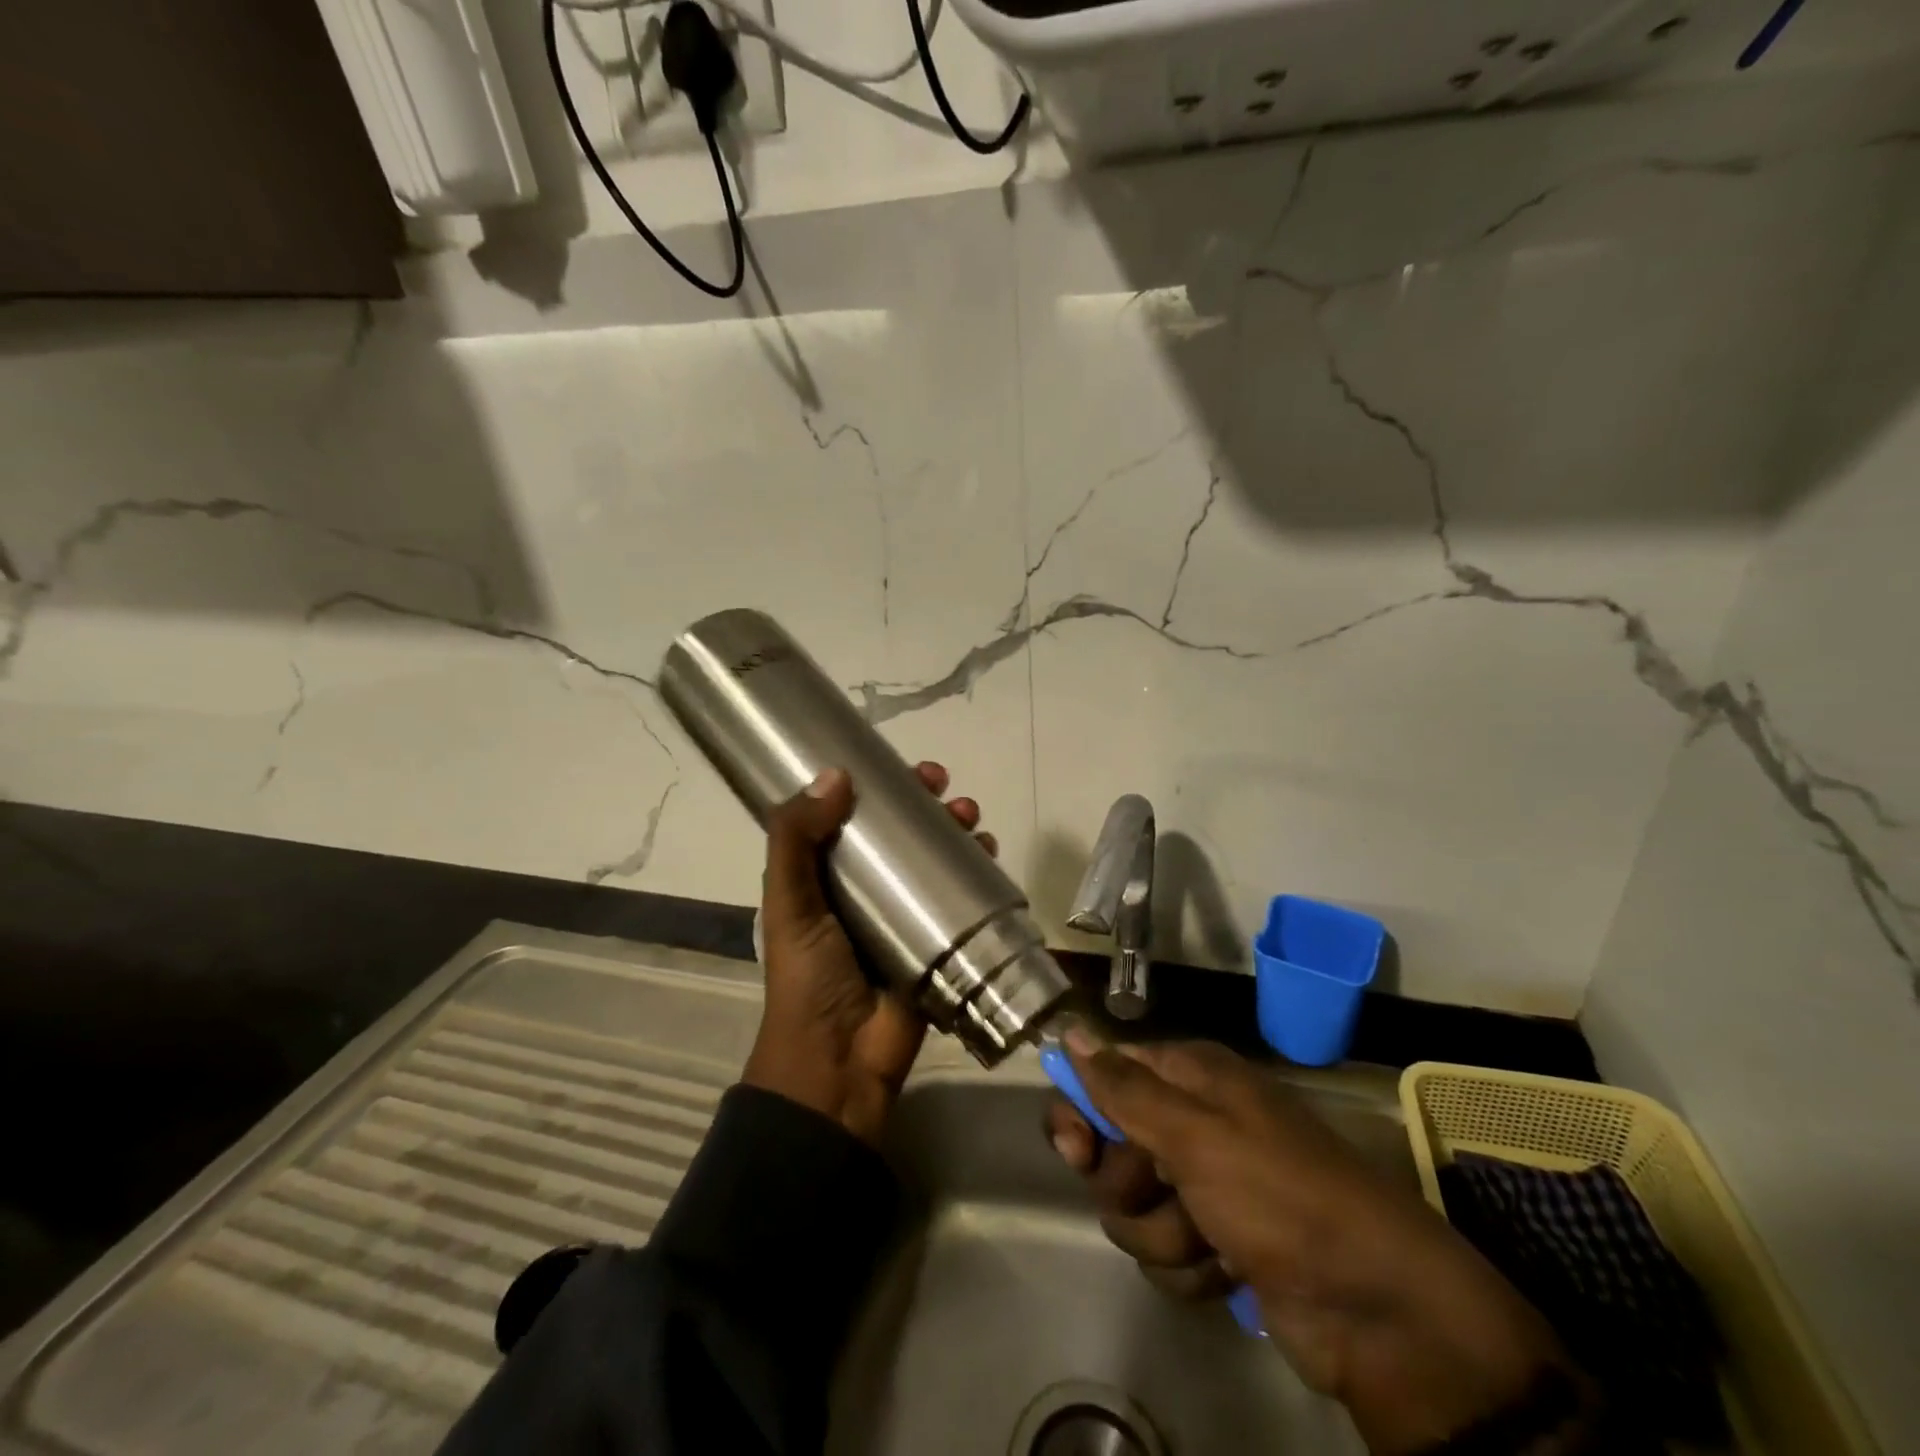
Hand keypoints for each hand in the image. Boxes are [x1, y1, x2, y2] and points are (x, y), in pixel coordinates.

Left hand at [743, 762, 995, 1147]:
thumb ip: (796, 839)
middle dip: (929, 806)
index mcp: (827, 877)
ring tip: (973, 821)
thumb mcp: (789, 903)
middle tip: (946, 790)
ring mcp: (906, 917)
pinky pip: (963, 899)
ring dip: (958, 833)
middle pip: (904, 834)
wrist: (839, 1063)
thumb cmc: (809, 977)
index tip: (907, 771)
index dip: (882, 789)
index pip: (856, 817)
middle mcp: (868, 890)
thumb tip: (836, 775)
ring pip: (938, 860)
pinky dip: (979, 873)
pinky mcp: (939, 943)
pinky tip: (991, 856)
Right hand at [1050, 1038, 1574, 1455]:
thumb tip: (1071, 1029)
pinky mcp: (1216, 1242)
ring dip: (1162, 1234)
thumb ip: (1124, 1087)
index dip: (1081, 1111)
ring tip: (1209, 1243)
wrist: (1378, 1309)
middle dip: (1126, 1185)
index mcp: (1191, 1077)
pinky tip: (1227, 1273)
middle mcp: (1194, 1121)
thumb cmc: (1279, 1197)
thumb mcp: (1195, 1135)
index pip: (1106, 1074)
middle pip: (1111, 1147)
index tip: (1075, 1150)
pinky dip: (1188, 1267)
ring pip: (1133, 1208)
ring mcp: (1205, 1185)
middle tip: (1158, 1194)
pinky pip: (1164, 1251)